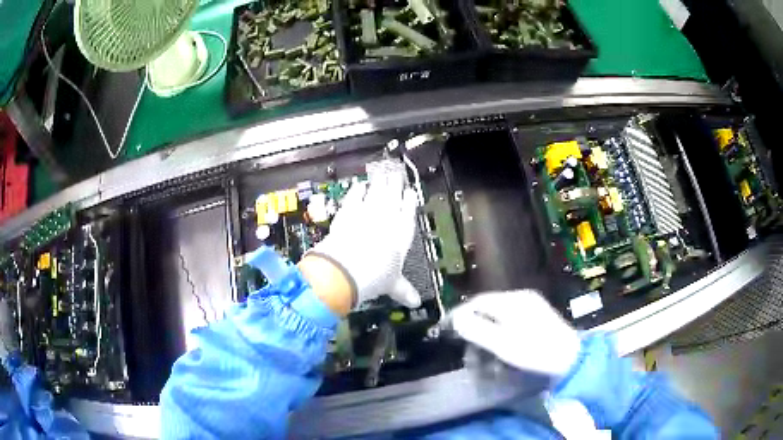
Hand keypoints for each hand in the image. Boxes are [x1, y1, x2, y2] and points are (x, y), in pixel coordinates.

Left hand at [306, 172, 421, 310]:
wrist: (346, 268)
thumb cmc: (375, 277)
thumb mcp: (392, 285)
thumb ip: (404, 290)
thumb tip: (416, 303)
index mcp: (402, 233)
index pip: (409, 211)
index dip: (410, 200)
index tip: (410, 192)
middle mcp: (387, 217)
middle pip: (393, 195)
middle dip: (396, 184)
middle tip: (396, 174)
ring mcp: (367, 211)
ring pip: (377, 191)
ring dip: (380, 182)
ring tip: (383, 173)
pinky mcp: (348, 211)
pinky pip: (354, 196)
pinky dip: (357, 189)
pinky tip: (359, 185)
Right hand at [450, 290, 581, 377]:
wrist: (570, 358)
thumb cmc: (535, 351)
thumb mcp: (503, 343)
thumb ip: (477, 330)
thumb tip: (456, 319)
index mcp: (513, 300)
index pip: (478, 301)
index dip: (461, 314)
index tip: (448, 328)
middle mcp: (522, 298)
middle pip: (488, 309)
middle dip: (475, 328)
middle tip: (466, 348)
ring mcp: (531, 307)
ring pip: (499, 317)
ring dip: (487, 335)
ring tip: (483, 354)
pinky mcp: (537, 317)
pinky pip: (510, 322)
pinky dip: (501, 335)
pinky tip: (500, 350)